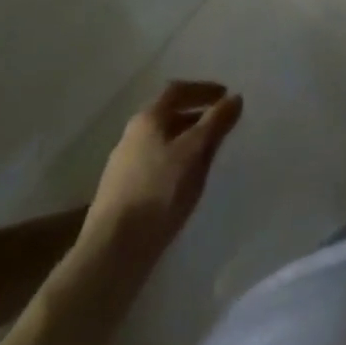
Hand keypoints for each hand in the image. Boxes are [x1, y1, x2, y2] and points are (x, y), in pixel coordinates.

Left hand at [79, 81, 242, 257]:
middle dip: (195, 118)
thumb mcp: (194, 152)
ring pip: (160, 144)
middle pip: (167, 117)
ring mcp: (121, 168)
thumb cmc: (157, 192)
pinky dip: (173, 166)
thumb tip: (235, 98)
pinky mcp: (119, 197)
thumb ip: (216, 122)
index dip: (203, 89)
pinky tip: (183, 185)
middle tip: (219, 127)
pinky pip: (154, 169)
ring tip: (206, 158)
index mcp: (147, 119)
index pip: (177, 90)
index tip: (225, 96)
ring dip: (185, 144)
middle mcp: (131, 137)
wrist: (110, 255)